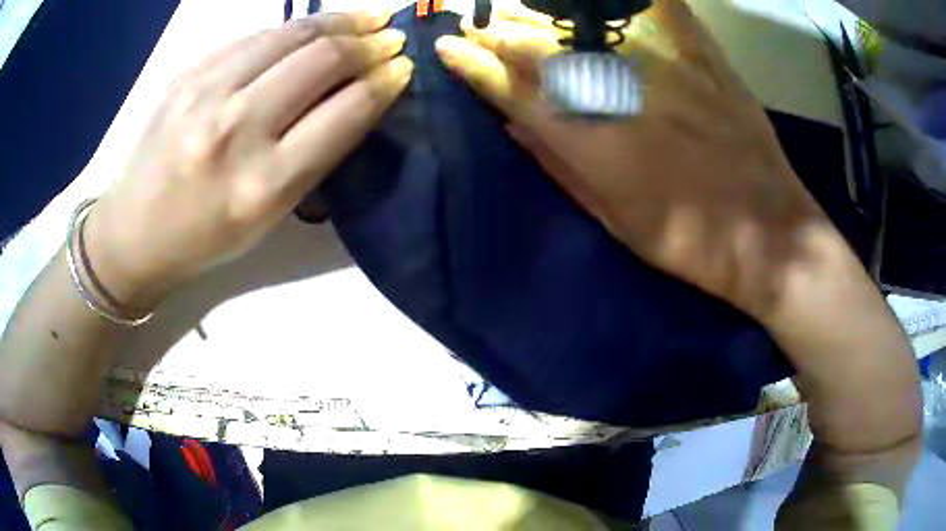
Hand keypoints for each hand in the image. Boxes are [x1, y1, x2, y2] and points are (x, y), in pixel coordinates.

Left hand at [85, 11, 412, 306]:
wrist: (134, 232)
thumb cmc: (205, 238)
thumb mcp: (268, 217)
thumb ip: (314, 156)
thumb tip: (357, 96)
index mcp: (264, 185)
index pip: (345, 112)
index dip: (384, 83)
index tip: (402, 68)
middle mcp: (236, 131)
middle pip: (322, 60)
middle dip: (368, 43)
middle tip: (390, 38)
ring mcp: (206, 93)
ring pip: (290, 34)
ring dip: (338, 21)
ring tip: (364, 19)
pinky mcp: (187, 74)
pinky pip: (253, 37)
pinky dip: (292, 28)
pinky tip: (311, 29)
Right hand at [434, 0, 832, 321]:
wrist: (769, 237)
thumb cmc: (690, 243)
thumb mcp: (618, 221)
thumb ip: (564, 169)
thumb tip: (518, 127)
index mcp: (596, 145)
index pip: (516, 93)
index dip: (476, 68)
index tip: (449, 49)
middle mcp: (622, 97)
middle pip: (545, 52)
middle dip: (502, 34)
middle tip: (480, 23)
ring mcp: (668, 72)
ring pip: (592, 26)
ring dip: (548, 13)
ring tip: (525, 9)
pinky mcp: (708, 63)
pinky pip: (667, 13)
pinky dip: (638, 0)